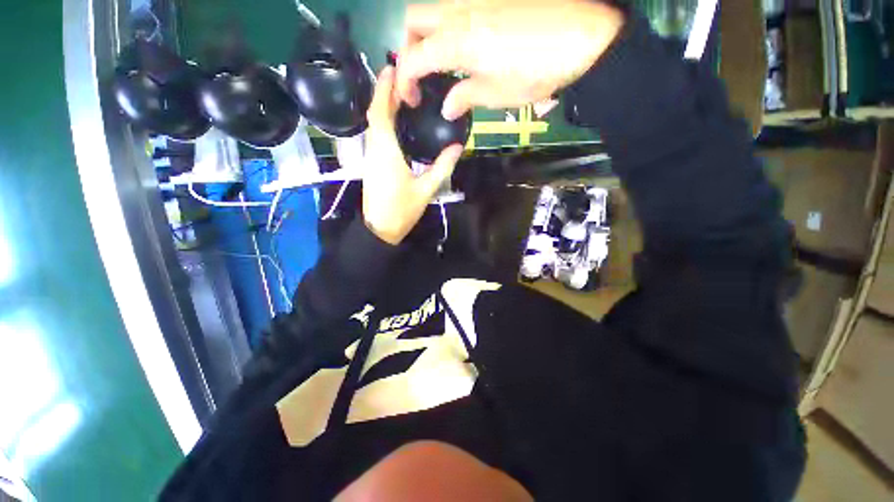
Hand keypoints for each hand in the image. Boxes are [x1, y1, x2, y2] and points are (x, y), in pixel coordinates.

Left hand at [363, 66, 463, 245]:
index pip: (380, 113)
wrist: (380, 230)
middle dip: (384, 93)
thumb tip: (457, 147)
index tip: (391, 69)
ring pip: (374, 125)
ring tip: (401, 95)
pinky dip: (383, 122)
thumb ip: (442, 167)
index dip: (383, 90)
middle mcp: (374, 150)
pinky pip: (376, 136)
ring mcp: (371, 158)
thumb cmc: (401, 211)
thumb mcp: (426, 190)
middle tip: (403, 78)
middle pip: (375, 115)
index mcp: (386, 152)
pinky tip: (396, 122)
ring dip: (383, 107)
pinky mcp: (373, 165)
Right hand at [396, 0, 624, 119]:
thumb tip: (447, 108)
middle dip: (409, 47)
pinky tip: (463, 46)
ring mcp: (475, 0)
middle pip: (413, 20)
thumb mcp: (496, 94)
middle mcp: (458, 12)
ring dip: (426, 34)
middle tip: (423, 74)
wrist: (581, 37)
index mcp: (456, 43)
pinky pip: (455, 8)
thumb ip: (464, 97)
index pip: (413, 59)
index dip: (405, 82)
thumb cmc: (535, 72)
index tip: (412, 100)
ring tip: (440, 62)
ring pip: (433, 10)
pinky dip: (447, 27)